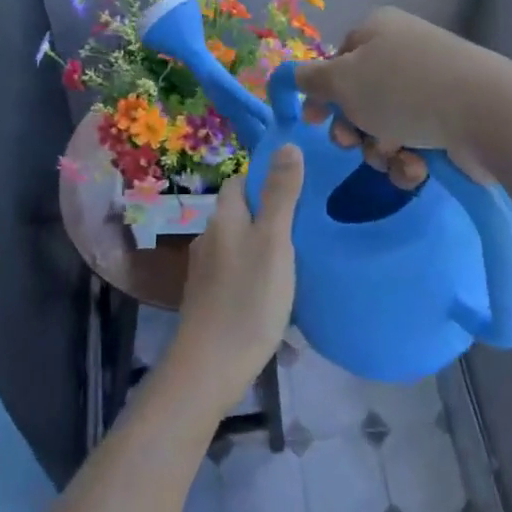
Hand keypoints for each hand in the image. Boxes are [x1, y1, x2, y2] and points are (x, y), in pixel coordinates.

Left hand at [171, 146, 303, 411]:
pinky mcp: (208, 301)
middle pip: (239, 214)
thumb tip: (287, 144)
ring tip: (297, 263)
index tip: (296, 187)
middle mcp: (209, 238)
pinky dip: (255, 278)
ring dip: (263, 249)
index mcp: (224, 218)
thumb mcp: (274, 242)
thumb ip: (281, 195)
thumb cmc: (247, 298)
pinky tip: (275, 298)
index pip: (239, 182)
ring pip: (239, 246)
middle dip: (268, 215)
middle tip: (305, 226)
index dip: (264, 178)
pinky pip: (236, 277)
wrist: (210, 367)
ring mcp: (205, 272)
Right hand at [297, 7, 499, 190]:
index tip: (313, 120)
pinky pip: (415, 140)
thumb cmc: (402, 89)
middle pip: (360, 97)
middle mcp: (403, 52)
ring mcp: (431, 85)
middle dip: (353, 128)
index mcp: (377, 30)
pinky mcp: (452, 118)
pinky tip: (417, 167)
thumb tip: (294, 75)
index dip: (322, 93)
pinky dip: (410, 158)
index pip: (337, 60)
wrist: (485, 112)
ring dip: (380, 149)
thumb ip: (311, 79)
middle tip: (354, 143)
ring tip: (393, 156)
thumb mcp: (342, 81)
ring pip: (385, 126)